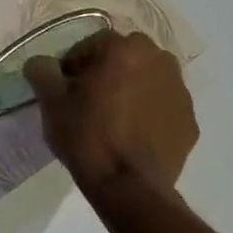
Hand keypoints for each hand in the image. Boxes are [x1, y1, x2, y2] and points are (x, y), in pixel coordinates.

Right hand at [24, 30, 197, 194]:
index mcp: (125, 49)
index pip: (90, 45)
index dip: (72, 66)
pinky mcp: (190, 121)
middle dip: (106, 73)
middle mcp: (159, 60)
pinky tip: (132, 136)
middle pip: (123, 58)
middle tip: (88, 101)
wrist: (130, 188)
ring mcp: (180, 92)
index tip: (65, 90)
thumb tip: (42, 63)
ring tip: (112, 120)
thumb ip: (42, 70)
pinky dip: (148, 113)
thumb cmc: (88, 136)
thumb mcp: (51, 101)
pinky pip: (162, 107)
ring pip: (146, 80)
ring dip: (130, 90)